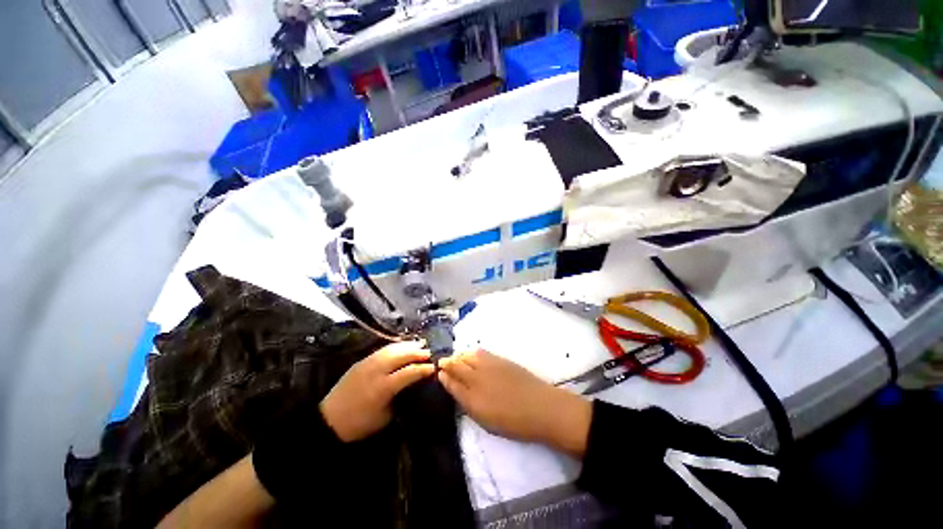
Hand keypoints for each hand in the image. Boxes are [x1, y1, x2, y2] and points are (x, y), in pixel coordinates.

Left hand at [320, 341, 434, 441]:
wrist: (329, 420)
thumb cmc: (360, 424)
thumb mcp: (386, 416)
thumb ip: (400, 397)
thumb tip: (412, 386)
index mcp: (384, 387)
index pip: (409, 372)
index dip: (423, 369)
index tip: (434, 368)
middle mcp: (377, 371)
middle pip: (402, 356)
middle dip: (418, 353)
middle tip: (430, 352)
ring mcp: (368, 363)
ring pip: (392, 349)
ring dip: (408, 346)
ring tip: (420, 344)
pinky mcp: (362, 361)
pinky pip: (382, 349)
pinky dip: (396, 346)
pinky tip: (402, 346)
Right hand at [438, 350, 591, 456]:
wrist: (541, 407)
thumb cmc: (513, 422)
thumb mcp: (485, 419)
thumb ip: (467, 402)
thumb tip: (454, 387)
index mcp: (472, 397)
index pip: (452, 382)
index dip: (444, 376)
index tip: (439, 372)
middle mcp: (477, 377)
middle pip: (458, 365)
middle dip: (448, 362)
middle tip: (443, 362)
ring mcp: (489, 365)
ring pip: (468, 355)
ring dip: (460, 355)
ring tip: (456, 357)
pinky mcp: (501, 359)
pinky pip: (482, 352)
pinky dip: (473, 353)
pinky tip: (473, 354)